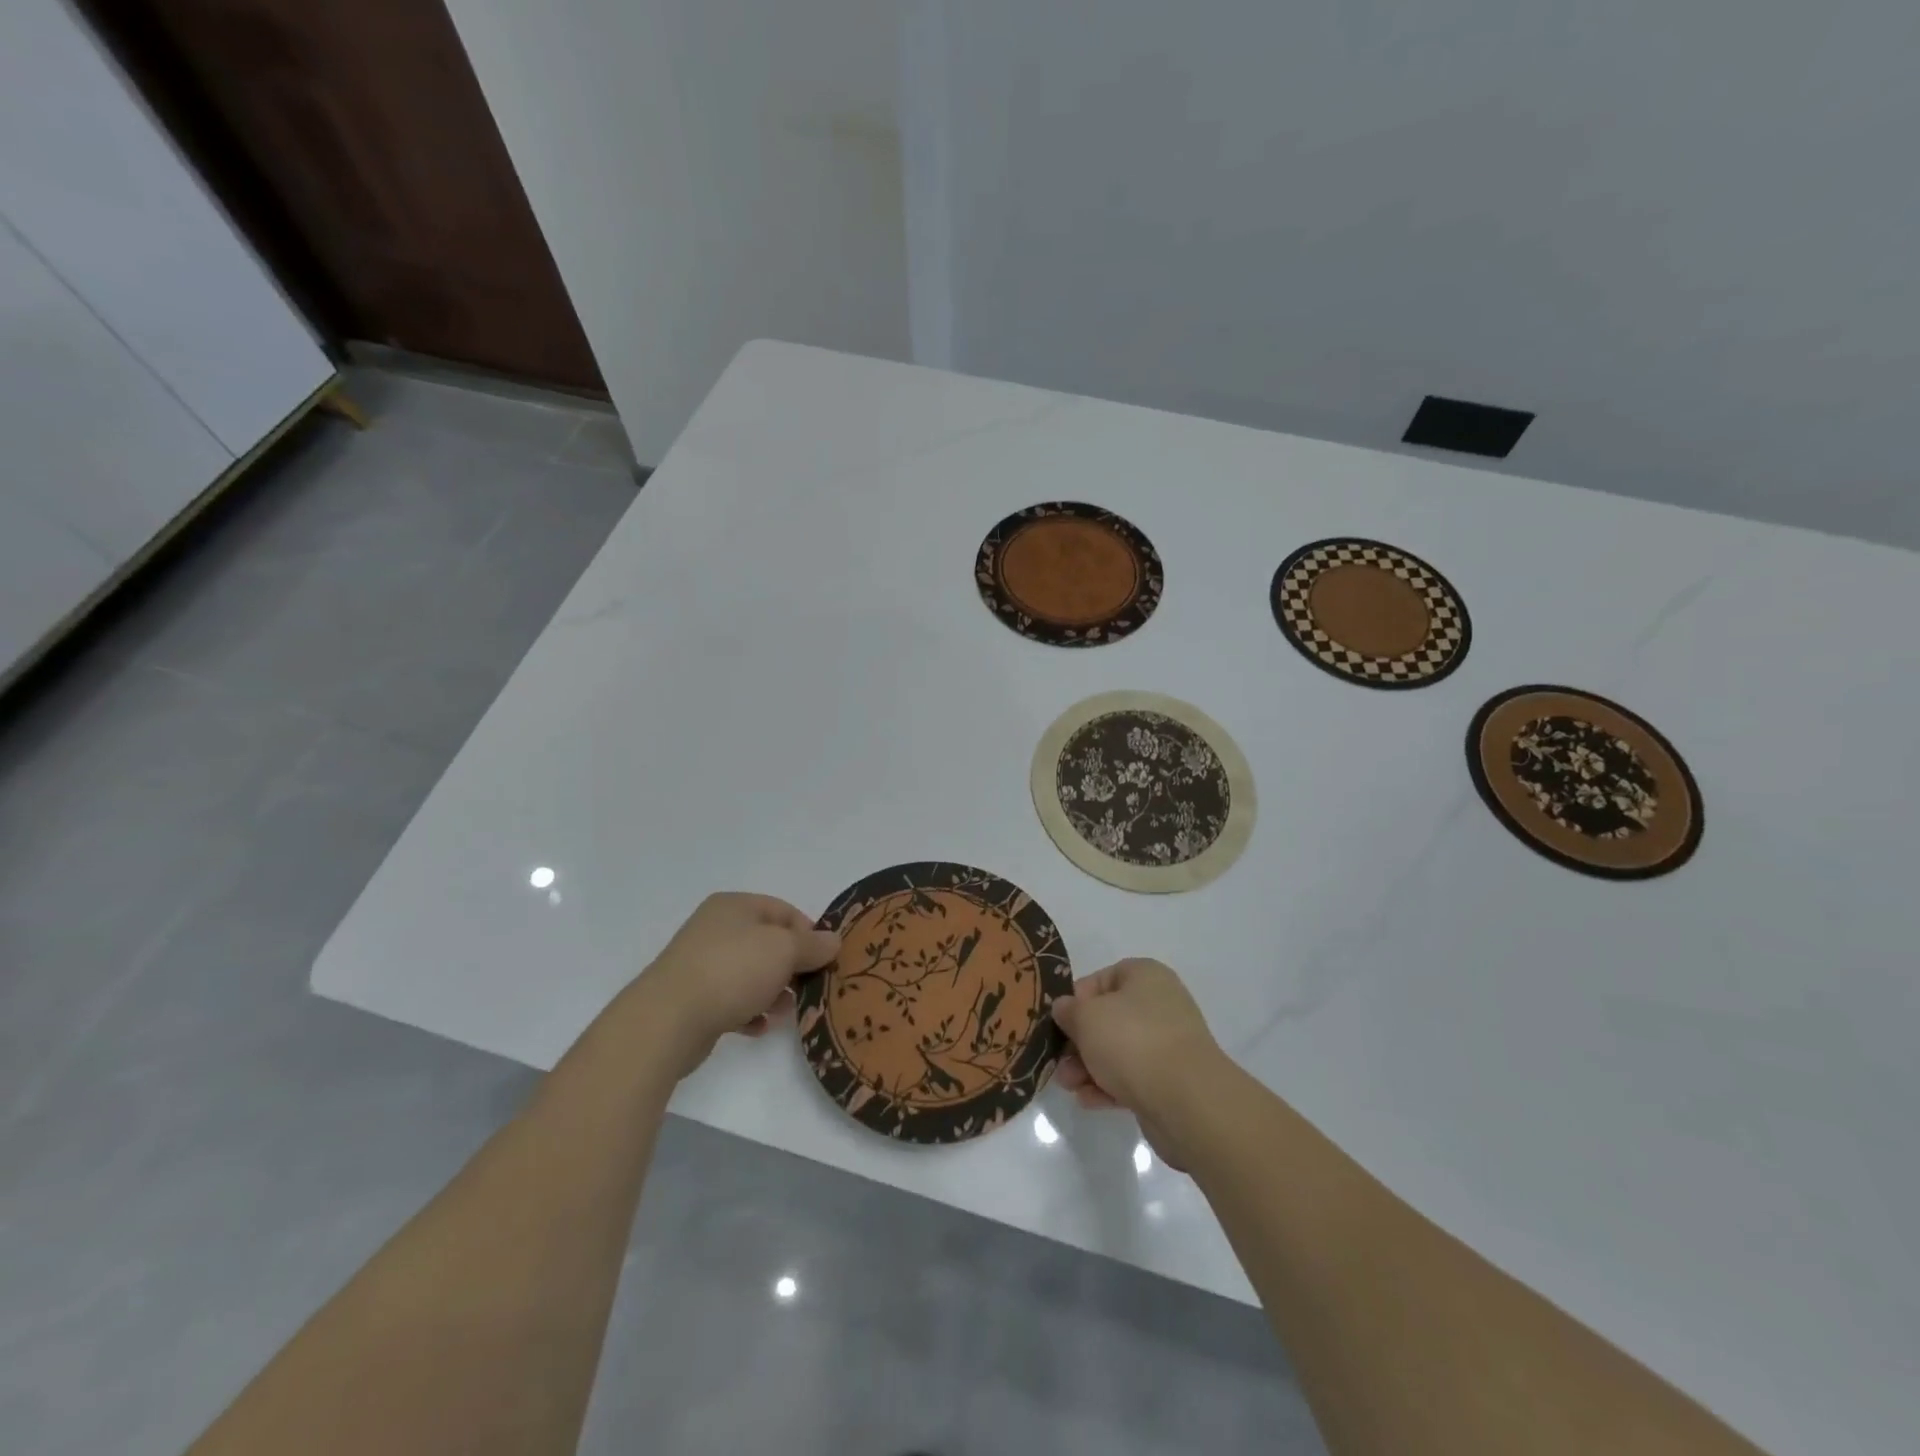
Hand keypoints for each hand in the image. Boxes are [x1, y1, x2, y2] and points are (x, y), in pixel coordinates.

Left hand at [637, 893, 839, 1074]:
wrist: (668, 1020)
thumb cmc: (733, 971)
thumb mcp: (784, 950)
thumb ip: (812, 945)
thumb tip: (832, 940)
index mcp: (735, 906)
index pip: (784, 910)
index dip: (809, 933)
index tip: (826, 959)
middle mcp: (716, 928)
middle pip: (768, 943)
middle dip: (792, 966)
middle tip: (811, 987)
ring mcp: (701, 963)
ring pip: (751, 973)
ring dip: (773, 991)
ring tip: (785, 1010)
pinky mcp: (692, 998)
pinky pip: (731, 1000)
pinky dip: (749, 1011)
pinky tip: (759, 1028)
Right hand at [1050, 959, 1224, 1159]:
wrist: (1187, 1101)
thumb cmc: (1131, 1042)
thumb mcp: (1086, 1017)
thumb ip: (1068, 1010)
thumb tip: (1065, 1009)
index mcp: (1145, 976)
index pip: (1101, 979)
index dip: (1076, 1000)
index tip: (1058, 1022)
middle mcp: (1159, 1004)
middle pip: (1107, 1018)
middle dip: (1078, 1042)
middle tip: (1058, 1062)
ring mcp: (1167, 1044)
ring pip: (1117, 1050)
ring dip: (1088, 1067)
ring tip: (1069, 1086)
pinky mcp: (1170, 1080)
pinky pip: (1132, 1077)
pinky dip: (1108, 1086)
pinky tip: (1089, 1101)